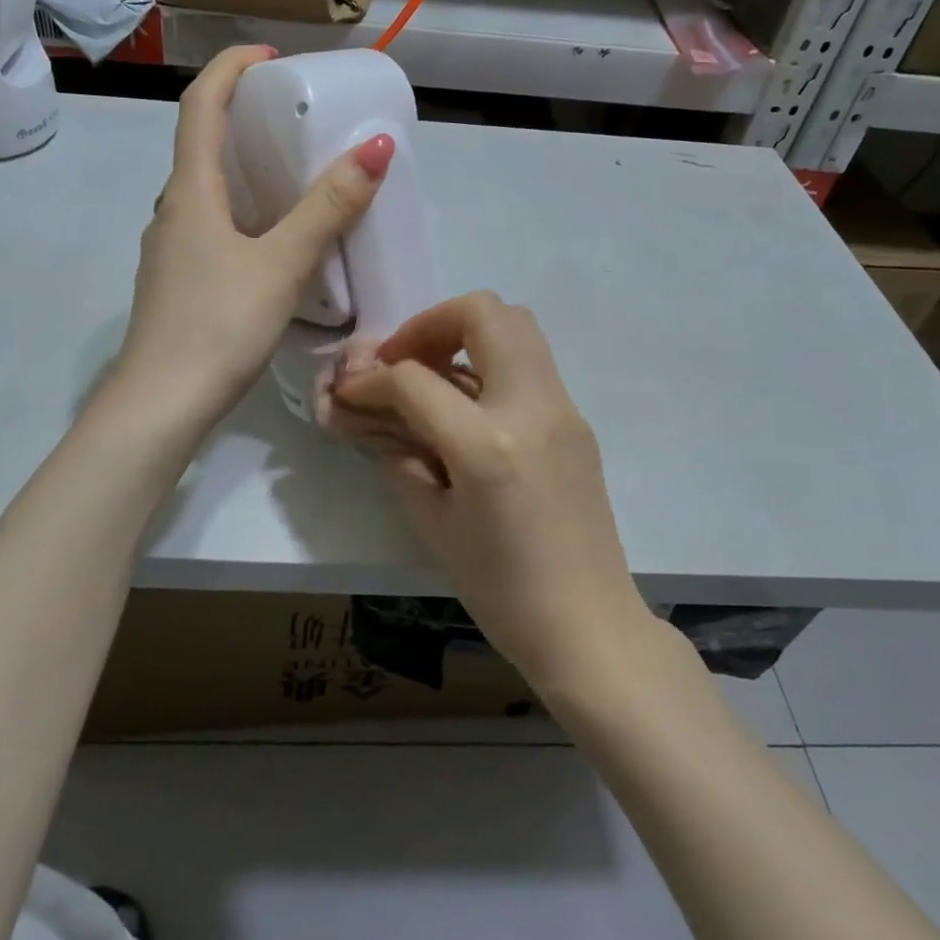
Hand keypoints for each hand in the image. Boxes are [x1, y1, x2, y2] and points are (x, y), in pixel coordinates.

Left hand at [115, 45, 394, 431]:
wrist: (160, 405)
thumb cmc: (217, 325)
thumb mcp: (281, 264)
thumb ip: (328, 209)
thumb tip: (377, 148)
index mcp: (190, 192)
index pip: (199, 105)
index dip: (230, 68)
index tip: (272, 56)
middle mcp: (172, 211)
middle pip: (201, 144)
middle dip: (242, 117)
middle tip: (294, 117)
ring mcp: (170, 249)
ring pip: (206, 191)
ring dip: (243, 169)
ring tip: (293, 175)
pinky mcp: (178, 282)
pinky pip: (210, 226)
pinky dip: (242, 212)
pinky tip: (273, 240)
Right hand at [331, 291, 647, 686]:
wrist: (588, 626)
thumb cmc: (502, 590)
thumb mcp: (434, 525)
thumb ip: (399, 458)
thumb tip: (372, 417)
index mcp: (487, 445)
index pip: (415, 380)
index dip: (372, 379)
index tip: (352, 390)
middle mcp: (531, 408)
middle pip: (482, 313)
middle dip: (430, 324)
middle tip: (406, 361)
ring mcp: (562, 408)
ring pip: (516, 324)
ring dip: (466, 334)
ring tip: (434, 376)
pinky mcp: (576, 419)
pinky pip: (530, 362)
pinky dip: (491, 361)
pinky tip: (468, 406)